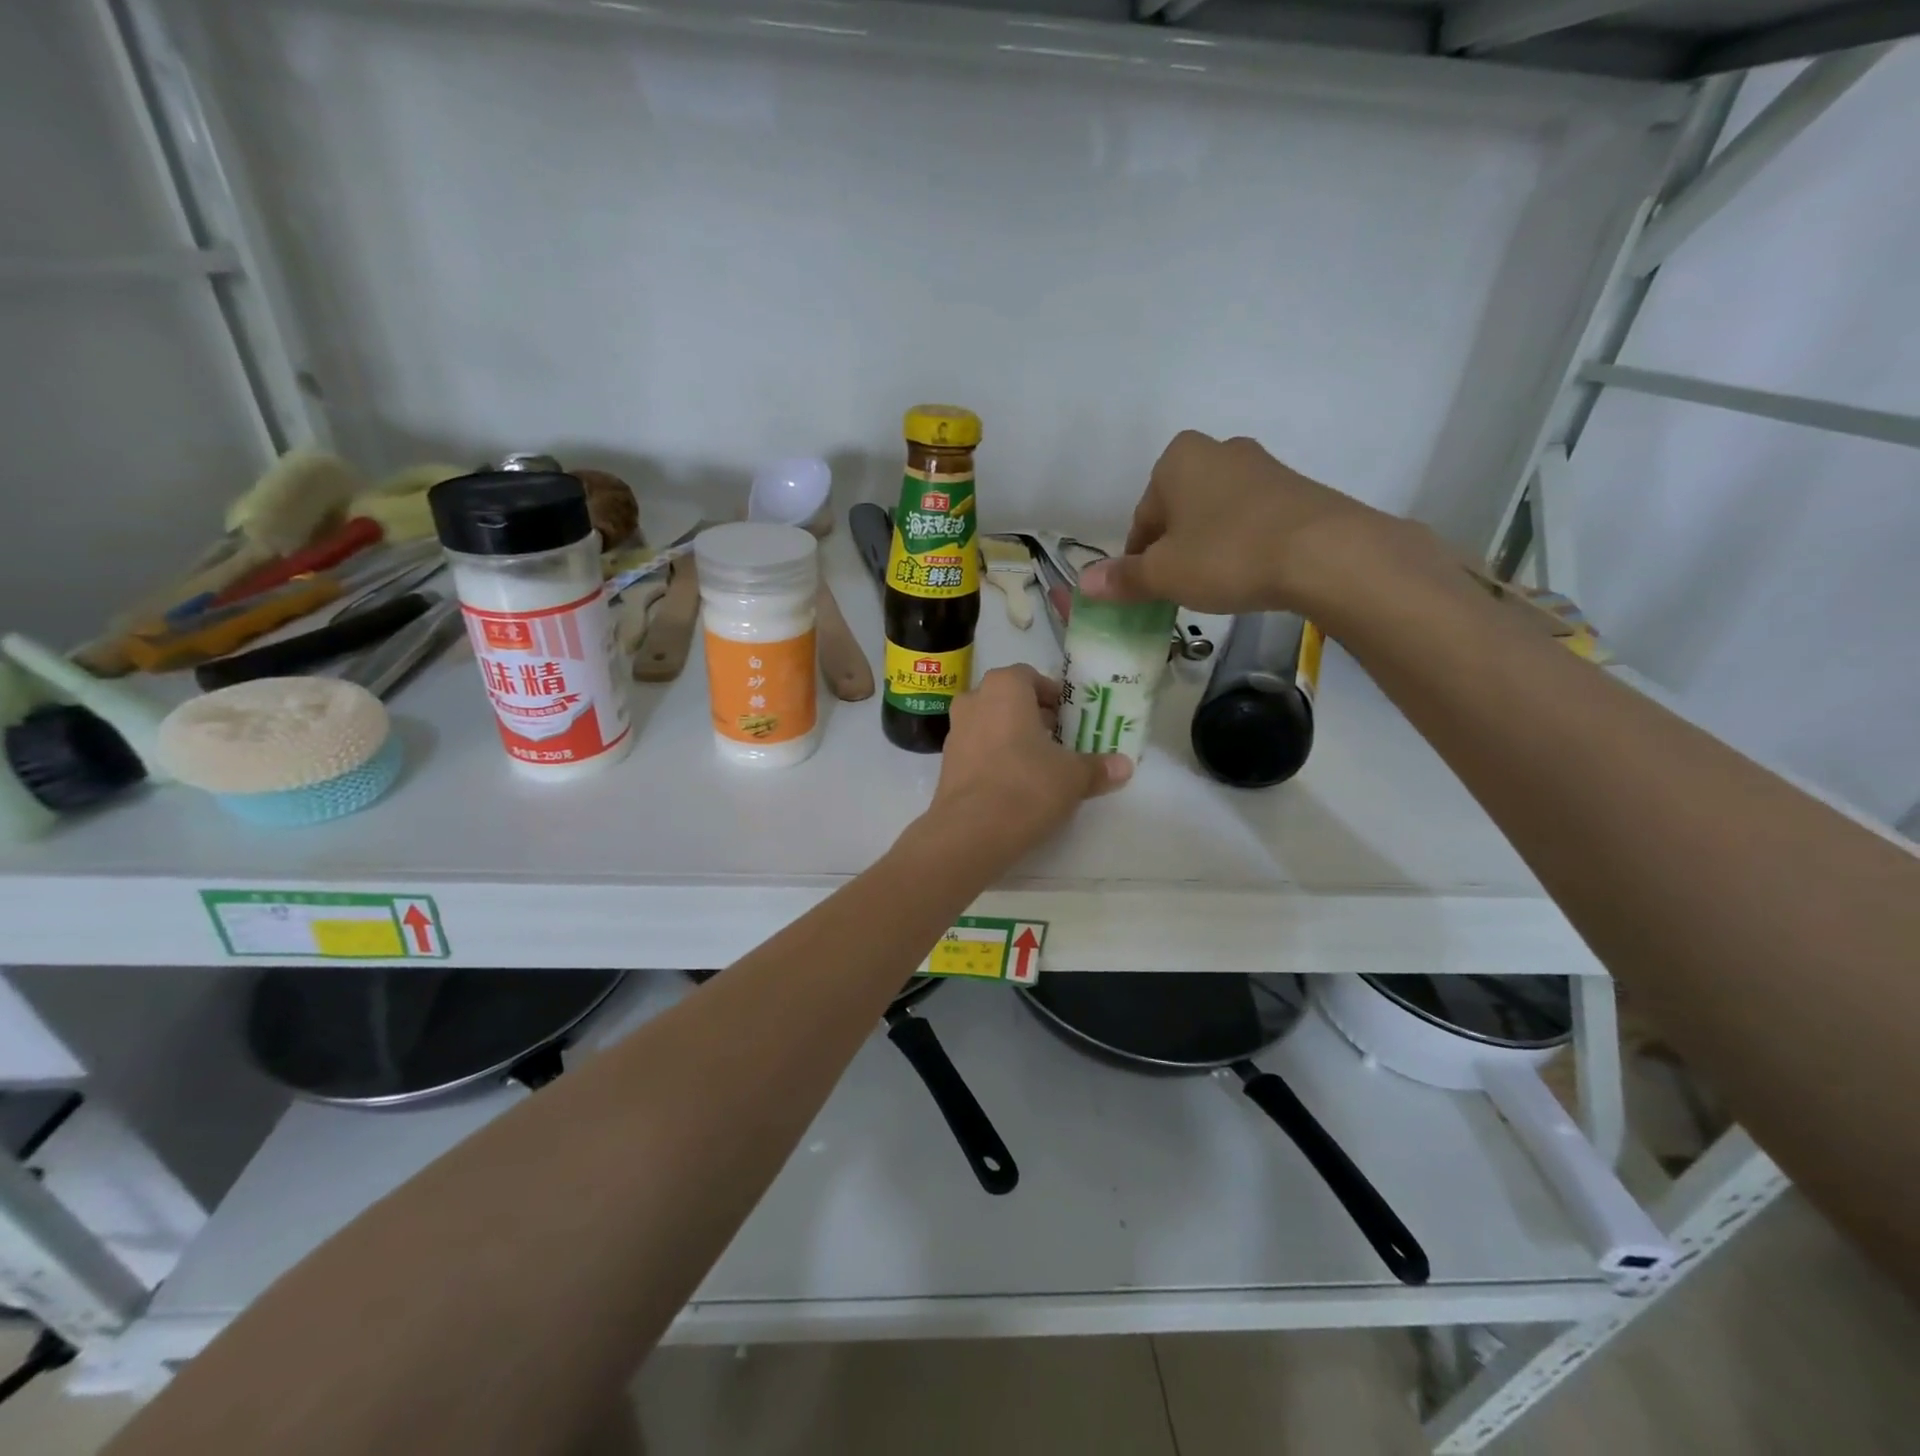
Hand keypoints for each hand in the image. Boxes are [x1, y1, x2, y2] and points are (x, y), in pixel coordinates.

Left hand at [928, 665, 1131, 859]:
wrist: (971, 831)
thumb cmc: (1027, 786)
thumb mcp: (1073, 777)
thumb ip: (1098, 767)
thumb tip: (1125, 766)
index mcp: (1004, 688)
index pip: (1030, 676)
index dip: (1052, 695)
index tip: (1069, 717)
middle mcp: (973, 701)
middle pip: (1007, 700)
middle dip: (1033, 716)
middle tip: (1058, 740)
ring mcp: (954, 733)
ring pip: (990, 724)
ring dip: (1012, 738)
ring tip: (1039, 764)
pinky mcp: (946, 764)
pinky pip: (977, 750)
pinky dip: (995, 759)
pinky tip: (1014, 785)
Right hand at [1078, 431, 1446, 617]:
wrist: (1324, 553)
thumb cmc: (1227, 555)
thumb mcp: (1164, 574)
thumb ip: (1122, 578)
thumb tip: (1084, 584)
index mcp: (1177, 460)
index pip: (1142, 518)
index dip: (1139, 559)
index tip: (1148, 589)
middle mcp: (1218, 450)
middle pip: (1178, 512)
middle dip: (1174, 548)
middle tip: (1180, 587)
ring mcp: (1262, 466)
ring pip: (1215, 514)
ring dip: (1207, 546)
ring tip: (1217, 583)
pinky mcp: (1296, 488)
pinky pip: (1251, 519)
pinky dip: (1242, 543)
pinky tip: (1250, 572)